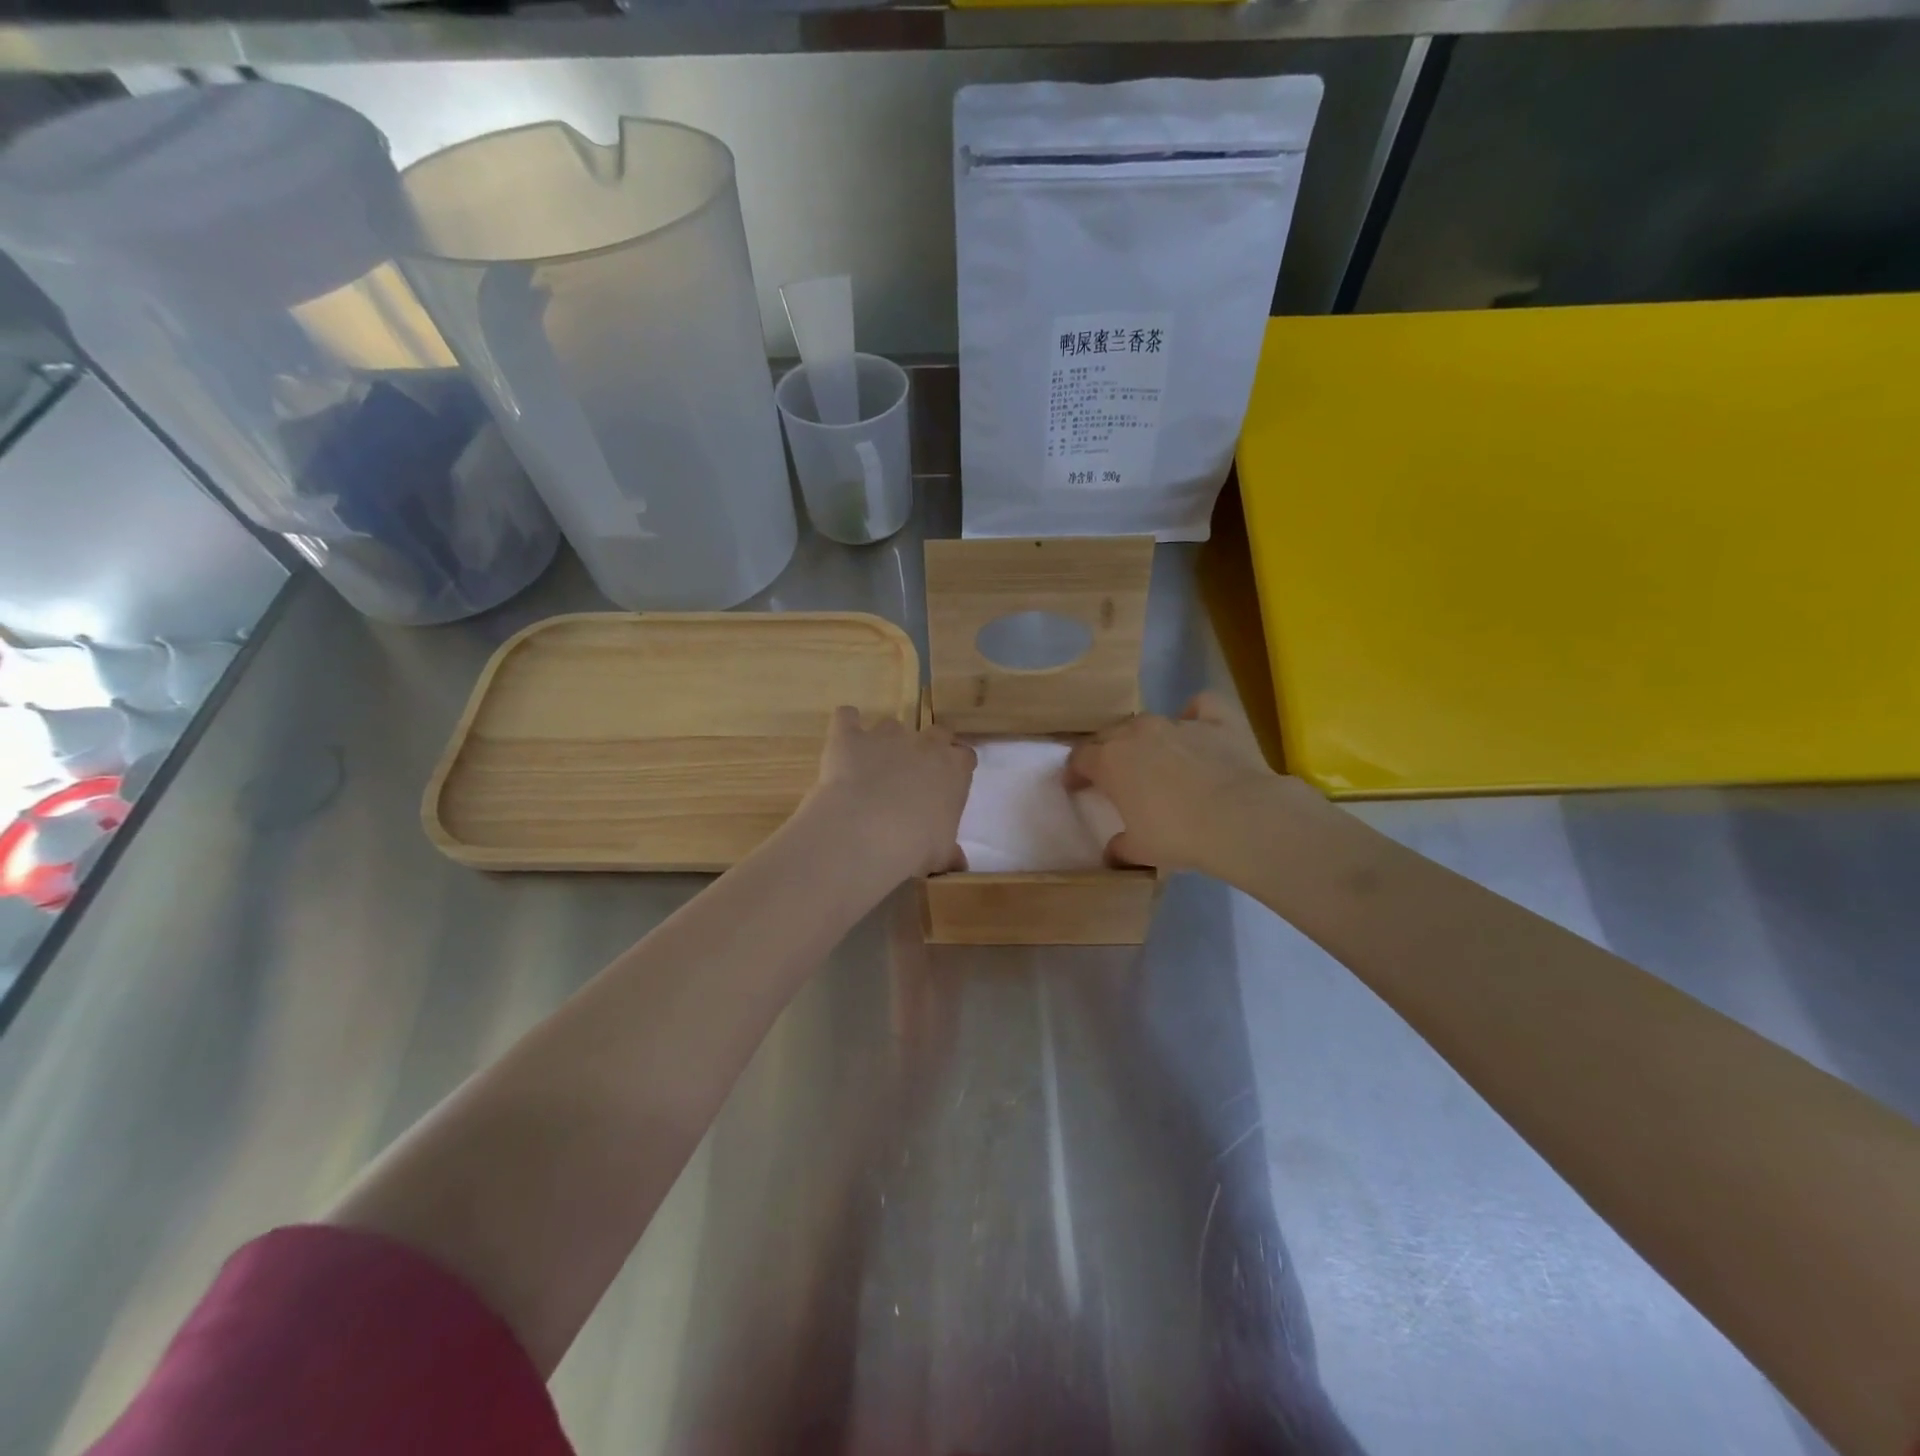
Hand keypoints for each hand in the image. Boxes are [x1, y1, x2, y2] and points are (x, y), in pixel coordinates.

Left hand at [804, 707, 976, 881]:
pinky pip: (847, 717)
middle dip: (928, 747)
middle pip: (936, 732)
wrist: (865, 831)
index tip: (947, 784)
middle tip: (914, 773)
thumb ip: (949, 851)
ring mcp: (886, 735)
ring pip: (891, 725)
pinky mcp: (850, 736)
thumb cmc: (914, 846)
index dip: (956, 768)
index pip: (965, 756)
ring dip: (885, 742)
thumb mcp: (940, 854)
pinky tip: (843, 742)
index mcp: (954, 769)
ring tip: (872, 767)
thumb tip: (958, 863)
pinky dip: (846, 725)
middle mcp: (924, 744)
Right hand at [1066, 692, 1317, 871]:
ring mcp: (1178, 723)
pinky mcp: (1217, 721)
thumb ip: (1120, 847)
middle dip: (1105, 751)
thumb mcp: (1140, 850)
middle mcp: (1138, 733)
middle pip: (1110, 734)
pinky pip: (1201, 706)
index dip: (1074, 772)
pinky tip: (1198, 727)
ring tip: (1153, 757)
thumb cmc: (1178, 835)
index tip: (1075, 785)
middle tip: (1111, 773)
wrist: (1240, 818)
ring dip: (1145, 737)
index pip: (1080, 757)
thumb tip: (1112, 851)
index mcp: (1110, 760)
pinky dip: (1196, 714)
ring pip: (1150, 721)